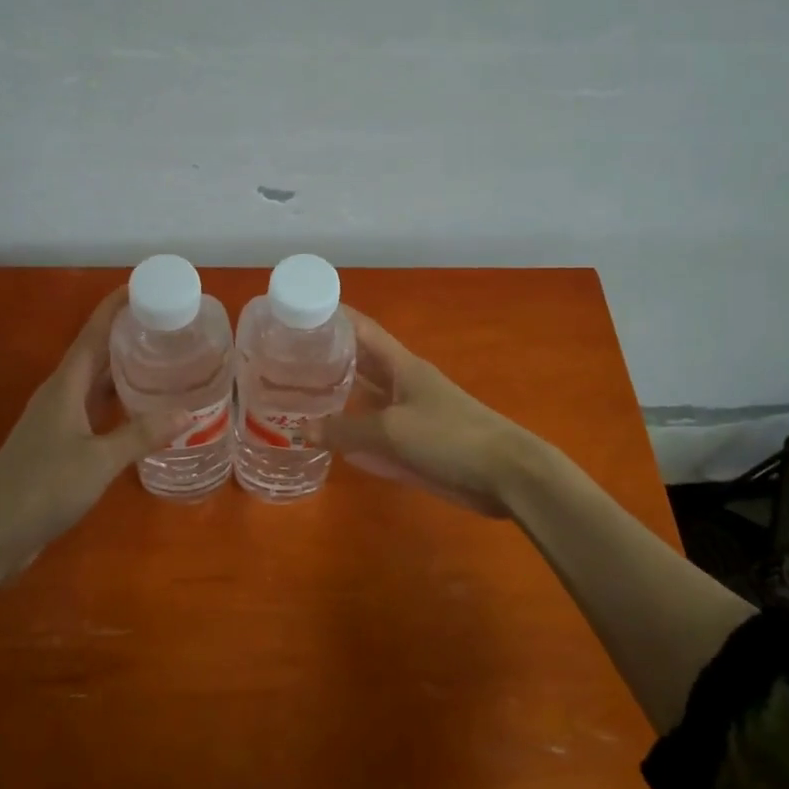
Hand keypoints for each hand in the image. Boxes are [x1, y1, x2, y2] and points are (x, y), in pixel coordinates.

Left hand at [0, 288, 187, 577]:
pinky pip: (94, 411)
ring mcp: (57, 422)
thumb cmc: (40, 488)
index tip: (146, 285)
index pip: (94, 333)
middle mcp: (60, 395)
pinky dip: (118, 404)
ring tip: (163, 359)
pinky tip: (141, 412)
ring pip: (96, 384)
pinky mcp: (58, 446)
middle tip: (169, 323)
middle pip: (96, 353)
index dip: (116, 306)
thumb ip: (141, 435)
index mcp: (64, 386)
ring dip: (125, 369)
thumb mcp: (97, 461)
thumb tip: (188, 413)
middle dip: (128, 334)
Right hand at [308, 311, 536, 518]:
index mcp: (401, 366)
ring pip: (364, 400)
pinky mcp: (413, 445)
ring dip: (335, 399)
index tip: (298, 313)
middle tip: (283, 361)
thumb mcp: (392, 431)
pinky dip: (351, 435)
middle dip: (326, 360)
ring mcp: (408, 415)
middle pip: (359, 364)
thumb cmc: (450, 437)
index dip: (334, 318)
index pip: (362, 330)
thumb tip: (300, 430)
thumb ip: (346, 430)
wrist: (505, 475)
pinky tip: (326, 440)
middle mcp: (401, 384)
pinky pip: (373, 435)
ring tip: (295, 397)